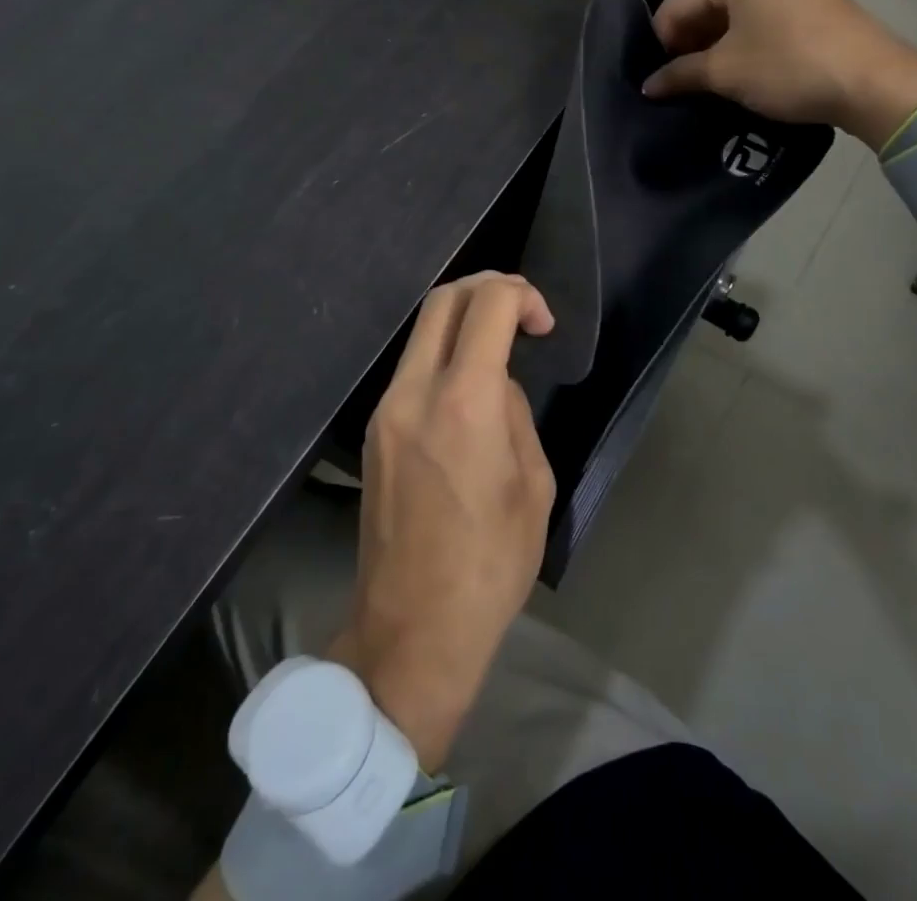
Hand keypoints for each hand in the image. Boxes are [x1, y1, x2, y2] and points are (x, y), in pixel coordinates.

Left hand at [329, 272, 555, 771]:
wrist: (411, 629)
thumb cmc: (490, 565)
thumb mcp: (533, 486)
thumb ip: (515, 415)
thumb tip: (495, 385)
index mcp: (464, 404)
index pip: (487, 305)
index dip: (521, 294)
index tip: (543, 325)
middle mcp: (414, 393)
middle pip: (442, 300)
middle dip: (486, 288)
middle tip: (520, 312)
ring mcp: (385, 410)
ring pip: (422, 332)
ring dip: (463, 321)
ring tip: (499, 348)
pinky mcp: (373, 431)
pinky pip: (411, 368)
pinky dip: (443, 355)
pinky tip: (468, 388)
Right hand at [642, 0, 916, 149]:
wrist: (874, 82)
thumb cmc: (788, 66)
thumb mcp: (725, 72)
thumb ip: (679, 74)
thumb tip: (648, 86)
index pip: (676, 7)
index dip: (662, 47)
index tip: (660, 84)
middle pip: (705, 6)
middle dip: (690, 46)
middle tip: (683, 87)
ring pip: (734, 14)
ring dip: (716, 49)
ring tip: (710, 85)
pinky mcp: (812, 0)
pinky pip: (761, 18)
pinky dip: (745, 44)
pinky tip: (743, 73)